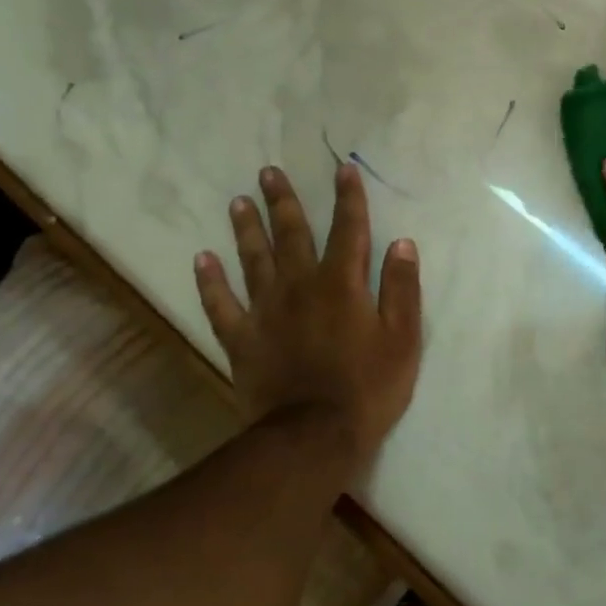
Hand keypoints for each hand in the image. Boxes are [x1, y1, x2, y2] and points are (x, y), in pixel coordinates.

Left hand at [194, 164, 422, 460]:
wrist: (314, 437)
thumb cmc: (369, 388)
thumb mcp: (403, 339)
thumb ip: (402, 289)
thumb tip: (401, 243)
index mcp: (342, 285)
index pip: (348, 230)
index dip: (348, 198)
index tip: (342, 168)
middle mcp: (300, 287)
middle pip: (292, 236)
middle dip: (283, 202)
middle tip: (268, 172)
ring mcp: (266, 313)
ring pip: (253, 260)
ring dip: (246, 230)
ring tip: (238, 202)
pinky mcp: (242, 340)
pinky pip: (221, 305)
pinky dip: (210, 282)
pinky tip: (202, 259)